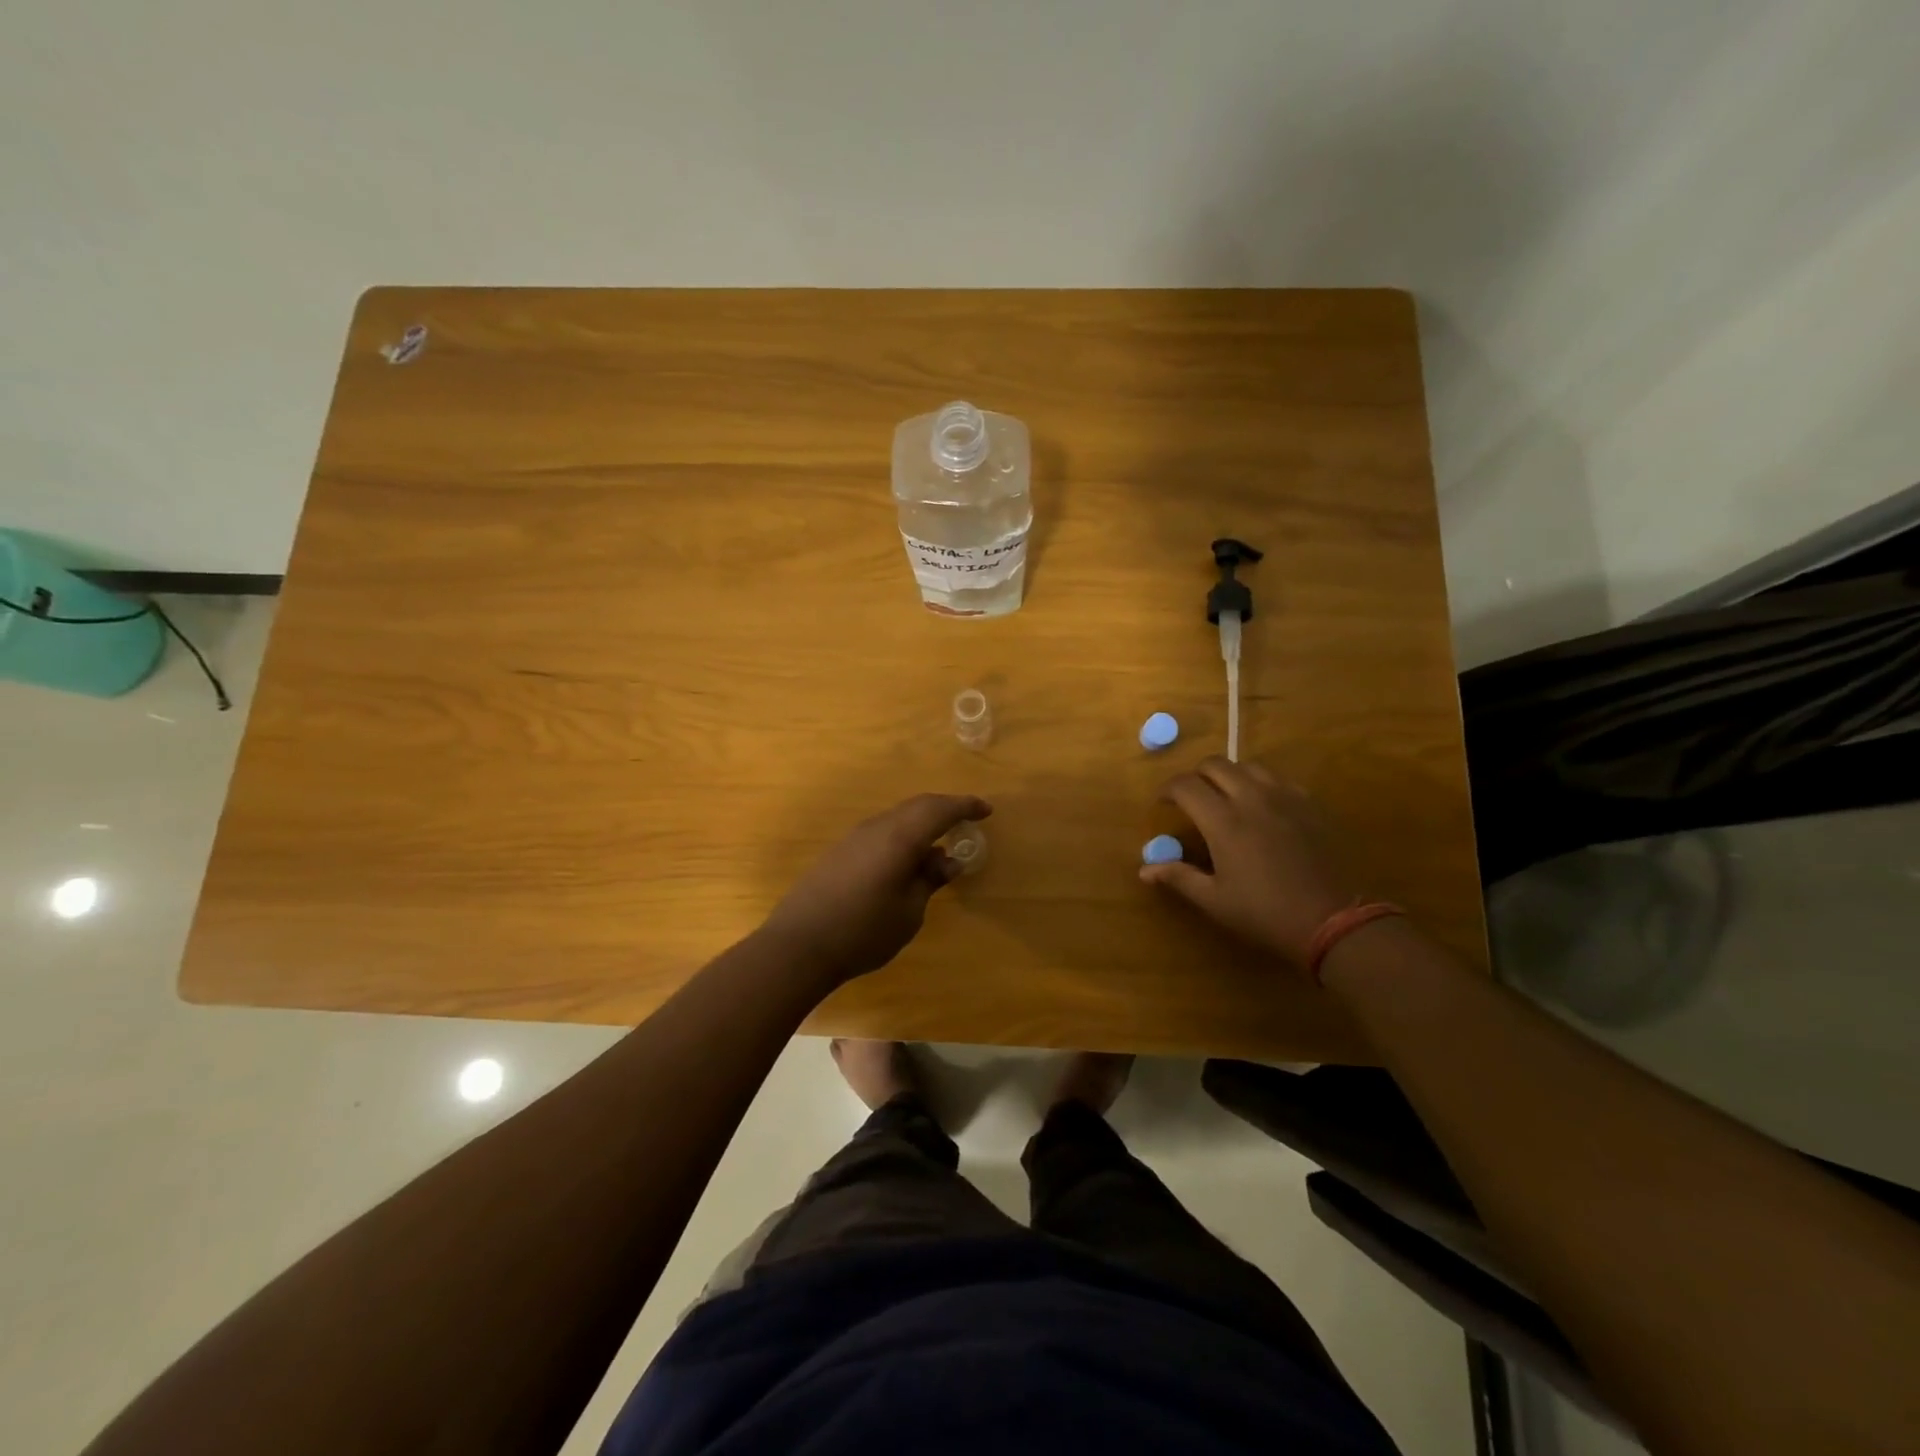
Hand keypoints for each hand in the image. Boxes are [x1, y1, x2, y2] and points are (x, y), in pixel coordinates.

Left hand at [762, 793, 991, 984]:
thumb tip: (948, 860)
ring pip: (897, 817)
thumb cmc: (863, 932)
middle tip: (967, 821)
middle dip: (945, 810)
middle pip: (917, 806)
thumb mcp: (909, 912)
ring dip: (922, 824)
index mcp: (899, 838)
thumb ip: (929, 880)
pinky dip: (902, 835)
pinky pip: (881, 831)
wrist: (799, 945)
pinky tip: (907, 860)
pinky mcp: (840, 851)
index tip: (986, 811)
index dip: (965, 807)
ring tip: (939, 845)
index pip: (939, 810)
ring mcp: (854, 837)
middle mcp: (877, 828)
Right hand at [1142, 757, 1354, 965]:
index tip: (1164, 804)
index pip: (1185, 785)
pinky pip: (1278, 779)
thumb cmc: (1264, 913)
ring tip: (1227, 797)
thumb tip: (1144, 869)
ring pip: (1248, 766)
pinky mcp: (1309, 804)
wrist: (1332, 919)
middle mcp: (1251, 798)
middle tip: (1193, 799)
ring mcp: (1284, 797)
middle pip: (1215, 764)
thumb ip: (1178, 877)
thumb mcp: (1215, 900)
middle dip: (1197, 776)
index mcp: (1223, 821)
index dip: (1168, 790)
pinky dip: (1261, 784)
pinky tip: (1263, 807)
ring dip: (1230, 775)